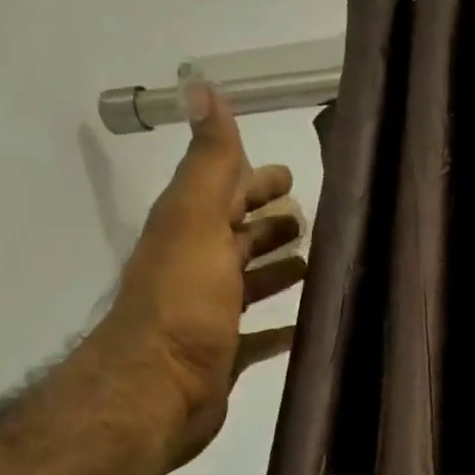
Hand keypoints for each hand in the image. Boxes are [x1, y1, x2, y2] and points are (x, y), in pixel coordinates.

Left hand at [112, 82, 306, 466]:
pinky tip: (307, 325)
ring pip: (249, 283)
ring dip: (277, 270)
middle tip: (310, 217)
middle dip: (269, 224)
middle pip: (238, 237)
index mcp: (189, 230)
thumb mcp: (197, 219)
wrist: (158, 389)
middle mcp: (197, 267)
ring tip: (317, 264)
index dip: (254, 179)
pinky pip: (259, 335)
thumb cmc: (184, 300)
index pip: (225, 192)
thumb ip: (210, 161)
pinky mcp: (224, 354)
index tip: (291, 173)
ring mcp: (210, 314)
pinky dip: (280, 328)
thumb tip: (203, 86)